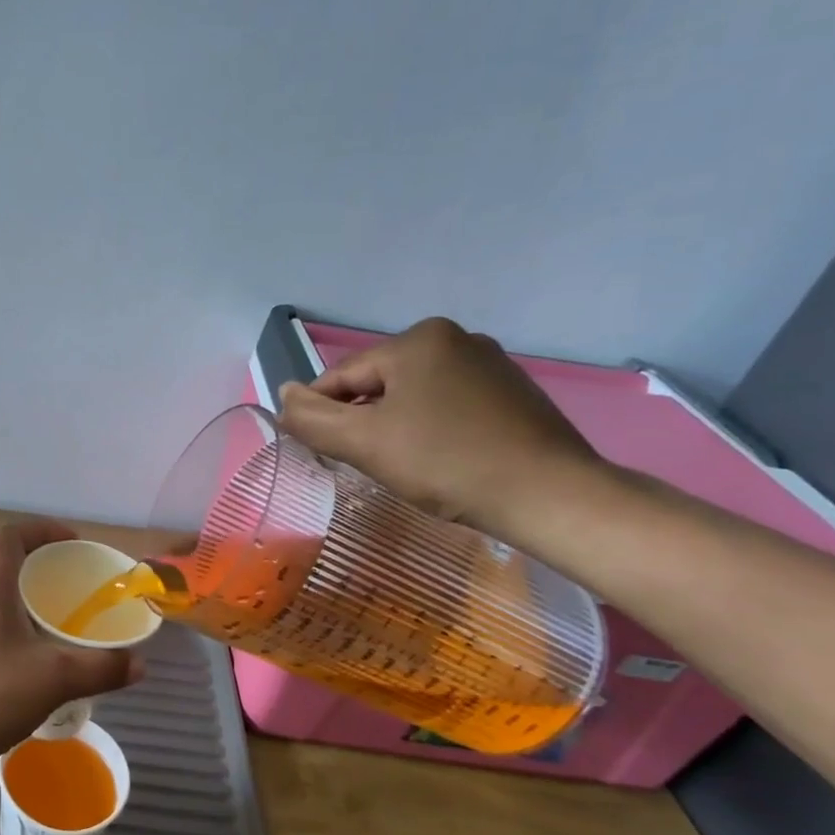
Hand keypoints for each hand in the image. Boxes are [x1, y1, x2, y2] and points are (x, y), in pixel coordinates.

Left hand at [0, 520, 139, 782]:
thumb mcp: (55, 681)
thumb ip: (101, 668)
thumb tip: (140, 664)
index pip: (11, 535)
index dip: (42, 529)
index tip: (71, 543)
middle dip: (20, 554)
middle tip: (50, 575)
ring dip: (1, 584)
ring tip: (34, 612)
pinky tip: (9, 648)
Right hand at [277, 317, 602, 539]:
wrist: (551, 496)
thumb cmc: (446, 463)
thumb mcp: (364, 442)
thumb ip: (313, 418)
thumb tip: (283, 394)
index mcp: (418, 339)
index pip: (343, 376)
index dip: (322, 414)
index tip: (318, 450)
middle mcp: (456, 338)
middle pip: (379, 384)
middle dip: (364, 421)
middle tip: (368, 464)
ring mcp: (491, 364)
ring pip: (414, 395)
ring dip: (396, 426)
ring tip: (405, 466)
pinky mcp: (514, 393)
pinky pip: (450, 405)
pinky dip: (433, 429)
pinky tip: (442, 460)